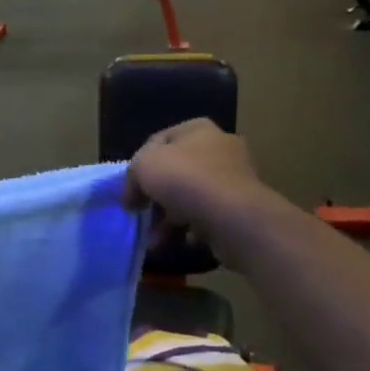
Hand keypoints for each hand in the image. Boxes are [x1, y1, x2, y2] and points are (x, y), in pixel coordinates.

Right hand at [125, 119, 263, 236]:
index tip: (128, 191)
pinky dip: (192, 228)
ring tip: (153, 240)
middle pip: (175, 170)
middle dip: (154, 196)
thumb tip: (132, 198)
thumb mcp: (143, 167)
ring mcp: (233, 178)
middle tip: (140, 214)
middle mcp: (219, 148)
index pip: (158, 142)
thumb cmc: (185, 179)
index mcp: (198, 129)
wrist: (234, 217)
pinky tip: (181, 241)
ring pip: (190, 196)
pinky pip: (208, 215)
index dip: (138, 165)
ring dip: (168, 218)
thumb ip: (131, 176)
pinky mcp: (241, 207)